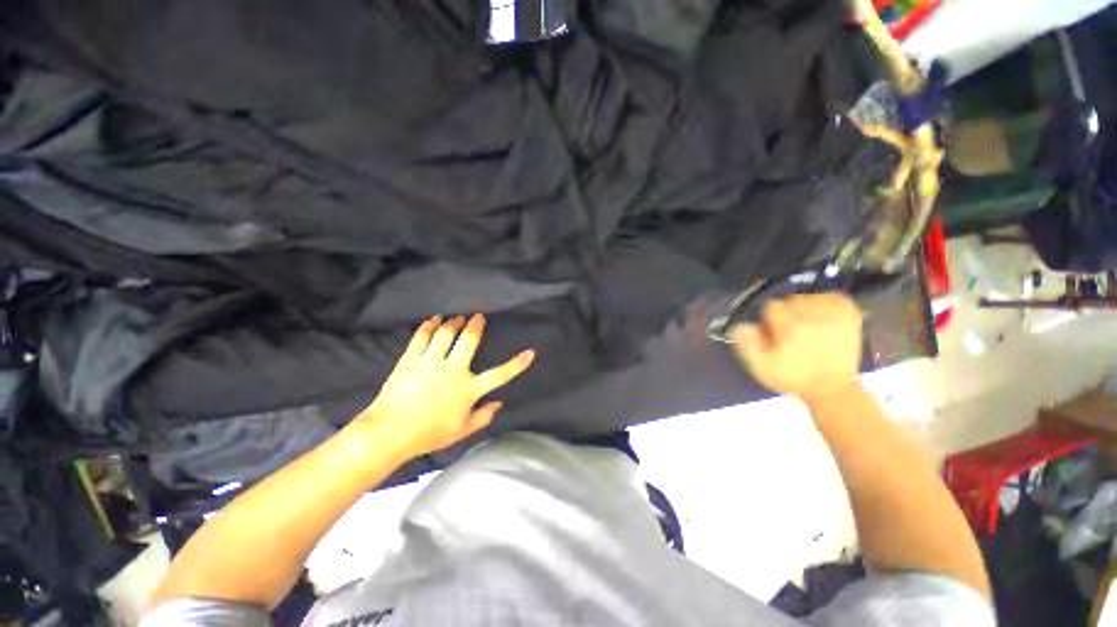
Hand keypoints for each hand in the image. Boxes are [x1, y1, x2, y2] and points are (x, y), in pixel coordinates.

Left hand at [355, 314, 534, 457]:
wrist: (388, 433)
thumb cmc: (428, 434)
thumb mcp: (461, 431)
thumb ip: (483, 417)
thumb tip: (499, 404)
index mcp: (468, 389)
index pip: (499, 374)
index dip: (517, 364)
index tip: (530, 352)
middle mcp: (452, 370)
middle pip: (468, 340)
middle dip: (476, 325)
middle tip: (478, 316)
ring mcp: (430, 362)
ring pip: (446, 333)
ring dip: (454, 322)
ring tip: (457, 318)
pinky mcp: (411, 359)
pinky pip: (422, 336)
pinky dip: (429, 325)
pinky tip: (434, 319)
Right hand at [730, 293, 862, 403]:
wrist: (832, 389)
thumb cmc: (792, 378)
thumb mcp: (762, 367)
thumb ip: (747, 345)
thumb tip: (741, 325)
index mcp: (791, 328)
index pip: (772, 306)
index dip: (769, 319)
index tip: (773, 332)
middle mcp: (814, 318)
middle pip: (791, 299)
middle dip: (787, 312)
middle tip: (789, 330)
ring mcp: (836, 316)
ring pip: (810, 296)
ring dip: (804, 308)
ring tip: (806, 325)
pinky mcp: (851, 316)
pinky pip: (833, 296)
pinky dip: (825, 302)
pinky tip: (821, 317)